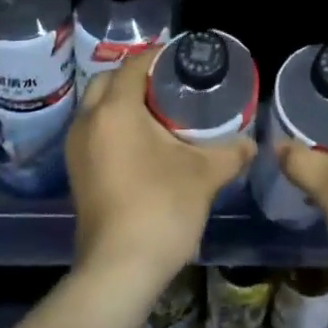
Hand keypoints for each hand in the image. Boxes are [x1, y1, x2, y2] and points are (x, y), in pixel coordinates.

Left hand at [65, 47, 254, 298]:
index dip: (158, 56)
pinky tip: (142, 143)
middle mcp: (88, 121)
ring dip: (121, 101)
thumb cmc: (161, 209)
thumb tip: (251, 144)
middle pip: (108, 81)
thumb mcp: (204, 175)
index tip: (182, 58)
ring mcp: (76, 149)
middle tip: (169, 84)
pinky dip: (113, 125)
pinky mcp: (76, 172)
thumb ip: (230, 152)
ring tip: (158, 111)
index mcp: (115, 110)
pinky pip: (93, 131)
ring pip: (96, 107)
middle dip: (135, 77)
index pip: (134, 65)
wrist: (119, 271)